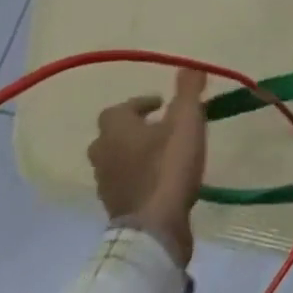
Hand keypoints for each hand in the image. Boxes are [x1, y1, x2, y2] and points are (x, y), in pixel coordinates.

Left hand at [88, 69, 207, 267]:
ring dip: (136, 153)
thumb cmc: (168, 166)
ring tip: (165, 152)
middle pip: (113, 135)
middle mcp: (102, 154)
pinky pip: (125, 182)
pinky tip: (162, 178)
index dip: (139, 104)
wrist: (154, 227)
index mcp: (115, 130)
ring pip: (117, 159)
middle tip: (162, 126)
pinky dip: (140, 176)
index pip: (118, 109)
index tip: (162, 104)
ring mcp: (106, 184)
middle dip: (135, 128)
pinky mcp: (116, 207)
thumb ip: (188, 91)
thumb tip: (190, 65)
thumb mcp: (187, 121)